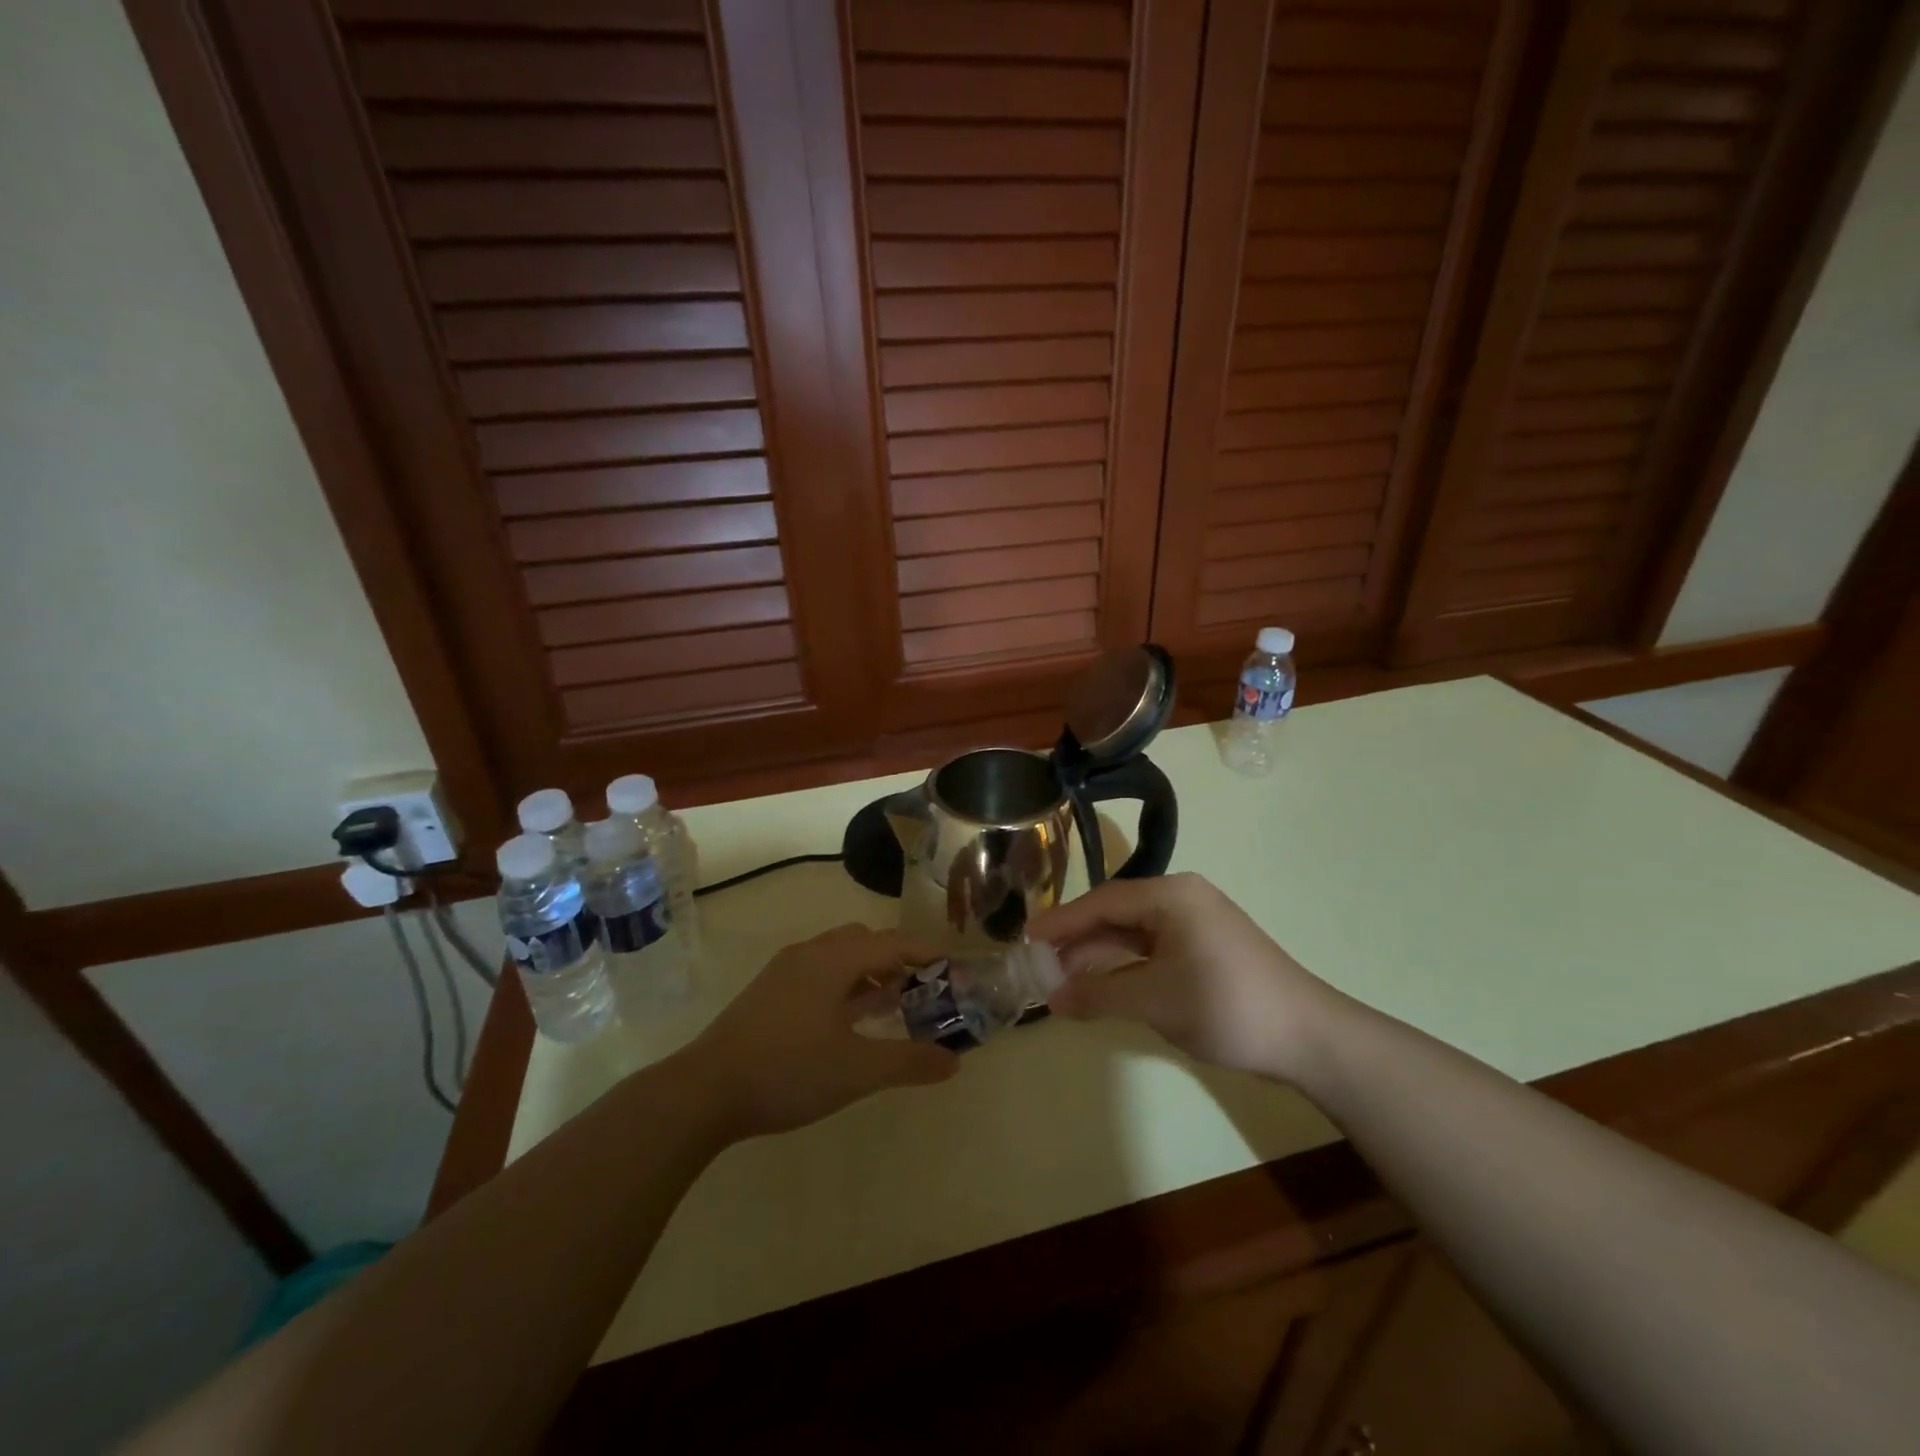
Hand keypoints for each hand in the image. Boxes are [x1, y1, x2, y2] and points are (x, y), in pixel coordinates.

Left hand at [686, 924, 960, 1137]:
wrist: (704, 1091)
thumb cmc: (788, 1071)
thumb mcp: (857, 1070)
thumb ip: (909, 1062)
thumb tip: (954, 1061)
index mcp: (833, 960)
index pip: (891, 943)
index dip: (924, 953)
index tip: (951, 966)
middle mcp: (809, 954)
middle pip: (863, 941)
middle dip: (895, 958)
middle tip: (919, 988)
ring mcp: (783, 971)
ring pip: (837, 956)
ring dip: (867, 972)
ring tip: (888, 1003)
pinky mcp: (767, 992)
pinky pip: (817, 972)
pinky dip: (842, 984)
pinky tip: (845, 1020)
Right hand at [1029, 873, 1327, 1079]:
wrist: (1308, 1037)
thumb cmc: (1227, 1006)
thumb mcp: (1155, 1000)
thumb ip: (1099, 994)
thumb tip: (1052, 998)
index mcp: (1171, 895)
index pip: (1102, 901)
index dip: (1061, 922)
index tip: (1026, 938)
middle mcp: (1181, 898)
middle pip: (1115, 913)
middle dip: (1077, 939)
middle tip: (1038, 963)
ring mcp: (1195, 923)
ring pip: (1132, 933)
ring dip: (1099, 954)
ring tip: (1061, 978)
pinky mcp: (1204, 948)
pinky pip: (1152, 948)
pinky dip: (1124, 966)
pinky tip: (1102, 985)